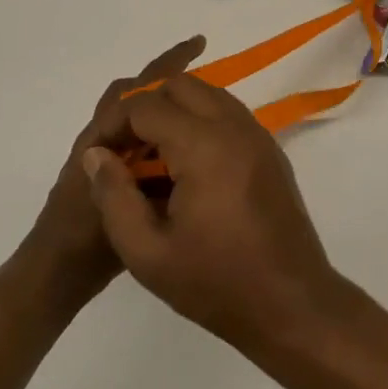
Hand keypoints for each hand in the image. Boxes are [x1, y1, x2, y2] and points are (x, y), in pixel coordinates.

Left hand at [26, 36, 206, 298]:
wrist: (55, 273)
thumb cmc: (86, 239)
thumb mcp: (122, 204)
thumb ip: (148, 174)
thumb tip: (182, 141)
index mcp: (103, 138)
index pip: (139, 89)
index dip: (169, 64)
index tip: (199, 44)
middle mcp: (101, 139)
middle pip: (134, 94)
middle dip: (166, 77)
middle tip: (202, 71)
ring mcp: (104, 159)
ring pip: (134, 119)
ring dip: (161, 106)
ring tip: (199, 112)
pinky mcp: (109, 178)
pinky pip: (139, 144)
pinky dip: (159, 137)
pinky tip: (185, 155)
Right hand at [81, 74, 346, 349]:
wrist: (291, 303)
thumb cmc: (216, 283)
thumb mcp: (146, 252)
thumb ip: (114, 197)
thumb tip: (96, 155)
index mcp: (204, 146)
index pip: (147, 105)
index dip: (114, 124)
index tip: (99, 155)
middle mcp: (235, 128)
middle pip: (182, 85)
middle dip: (146, 108)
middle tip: (126, 150)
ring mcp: (259, 136)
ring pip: (209, 94)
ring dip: (176, 112)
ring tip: (152, 158)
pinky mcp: (271, 151)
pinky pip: (229, 115)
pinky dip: (201, 122)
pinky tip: (187, 168)